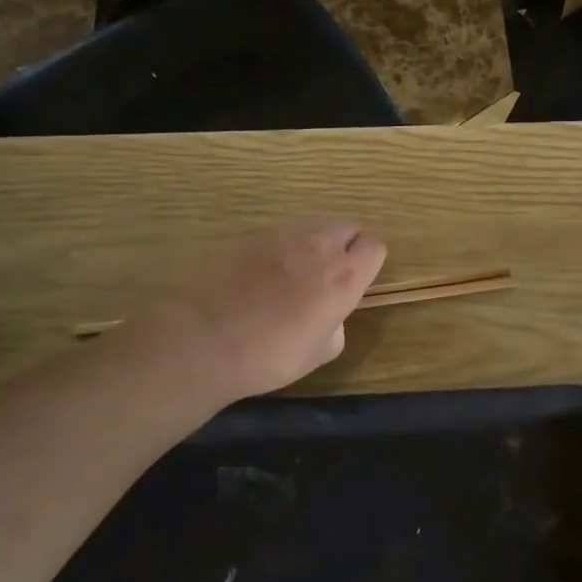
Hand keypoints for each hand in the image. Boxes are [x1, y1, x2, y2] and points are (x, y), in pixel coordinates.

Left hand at [149, 221, 386, 403]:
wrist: (206, 339)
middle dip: (345, 245)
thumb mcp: (321, 353)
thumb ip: (337, 322)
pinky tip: (262, 274)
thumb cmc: (271, 355)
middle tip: (328, 274)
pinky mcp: (251, 234)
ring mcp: (284, 235)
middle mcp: (320, 245)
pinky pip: (280, 234)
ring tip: (294, 272)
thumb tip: (330, 311)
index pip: (375, 246)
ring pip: (314, 225)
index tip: (356, 281)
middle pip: (348, 226)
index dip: (369, 262)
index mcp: (345, 276)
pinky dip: (281, 248)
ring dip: (314, 243)